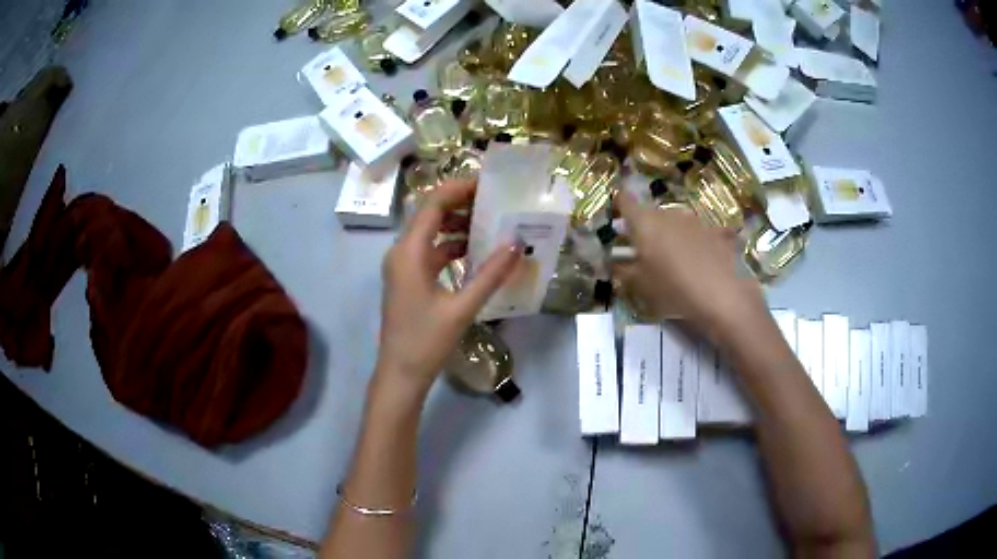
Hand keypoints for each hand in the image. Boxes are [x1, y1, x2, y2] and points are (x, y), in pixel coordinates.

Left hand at [375, 179, 520, 396]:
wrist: (400, 374)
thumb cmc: (426, 342)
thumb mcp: (462, 309)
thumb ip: (490, 275)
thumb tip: (517, 244)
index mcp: (409, 252)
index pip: (433, 204)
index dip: (459, 188)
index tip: (489, 184)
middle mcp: (401, 251)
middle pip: (430, 213)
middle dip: (461, 203)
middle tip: (495, 201)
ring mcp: (402, 265)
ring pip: (430, 232)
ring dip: (457, 225)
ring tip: (490, 222)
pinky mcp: (408, 279)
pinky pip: (430, 251)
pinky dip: (451, 246)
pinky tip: (475, 251)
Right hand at [612, 192, 768, 341]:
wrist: (722, 294)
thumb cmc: (673, 288)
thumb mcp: (640, 285)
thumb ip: (622, 270)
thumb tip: (613, 261)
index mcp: (644, 222)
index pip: (624, 201)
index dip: (618, 205)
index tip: (614, 216)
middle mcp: (668, 213)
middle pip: (650, 213)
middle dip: (644, 227)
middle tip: (641, 249)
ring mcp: (693, 220)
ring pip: (674, 222)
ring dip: (670, 234)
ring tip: (672, 258)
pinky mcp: (714, 230)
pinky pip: (697, 233)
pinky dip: (694, 242)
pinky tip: (699, 260)